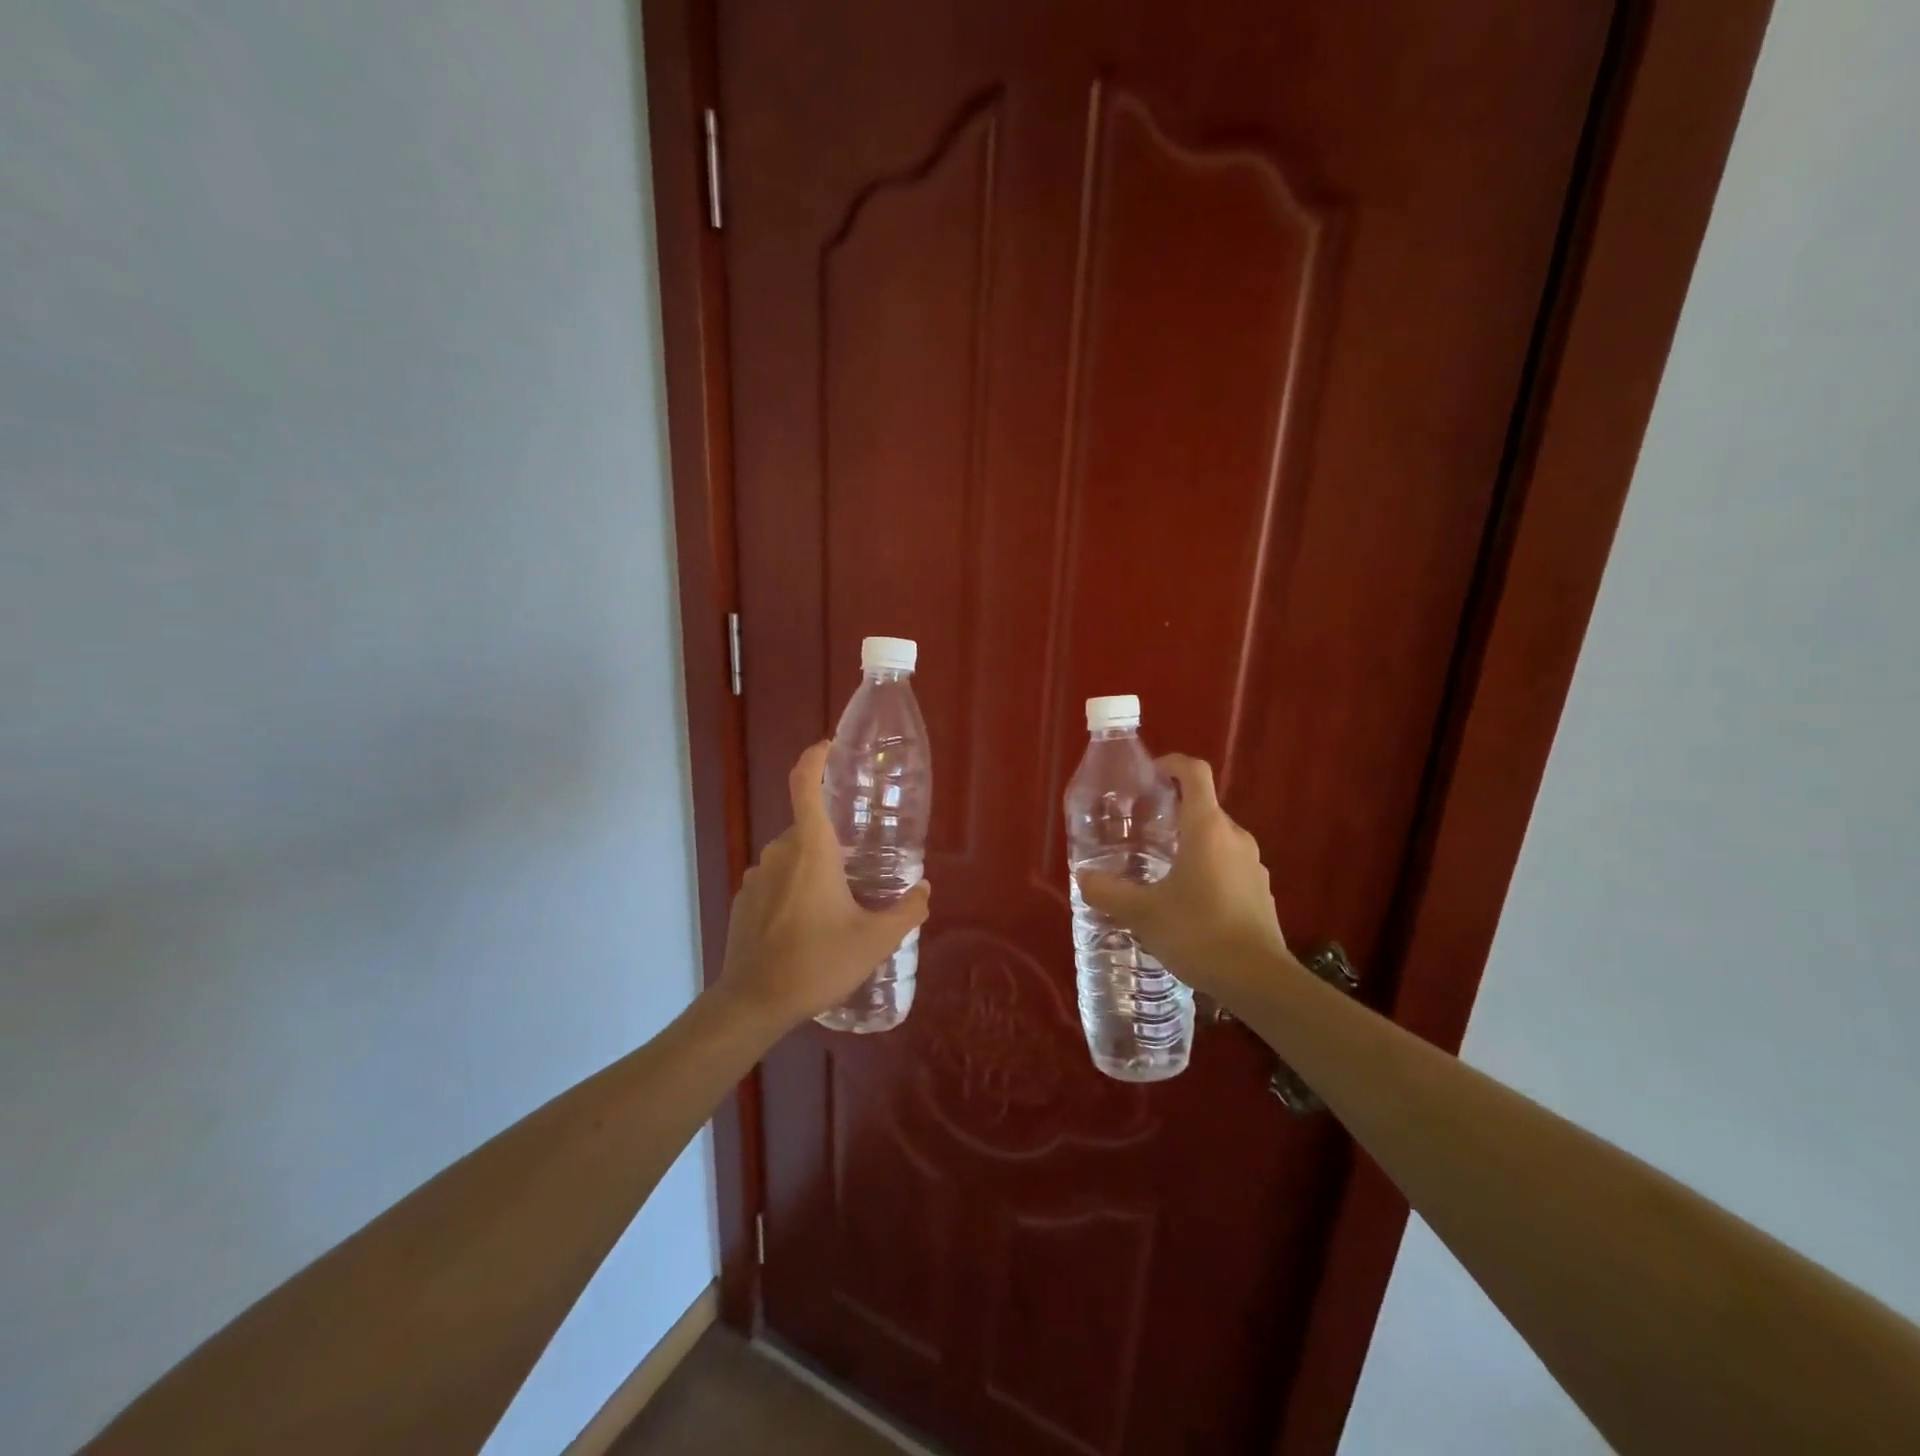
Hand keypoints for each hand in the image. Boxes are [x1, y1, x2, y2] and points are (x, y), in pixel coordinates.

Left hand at [716, 742, 932, 1027]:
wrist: (753, 1002)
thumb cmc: (817, 962)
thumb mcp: (875, 941)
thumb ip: (906, 911)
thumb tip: (924, 889)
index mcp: (812, 850)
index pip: (806, 785)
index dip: (816, 758)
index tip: (830, 747)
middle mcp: (780, 852)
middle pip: (808, 826)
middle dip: (834, 838)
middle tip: (861, 864)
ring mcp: (756, 876)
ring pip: (792, 856)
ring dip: (814, 867)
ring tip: (837, 902)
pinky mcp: (744, 899)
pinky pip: (775, 879)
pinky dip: (793, 888)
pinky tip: (808, 925)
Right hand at [1076, 754, 1287, 998]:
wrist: (1258, 980)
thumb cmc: (1198, 933)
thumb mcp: (1143, 913)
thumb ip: (1109, 892)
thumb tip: (1083, 877)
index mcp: (1207, 828)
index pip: (1194, 773)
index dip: (1171, 764)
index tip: (1149, 775)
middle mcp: (1234, 836)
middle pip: (1203, 807)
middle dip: (1172, 812)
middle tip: (1140, 831)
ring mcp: (1252, 864)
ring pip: (1216, 838)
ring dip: (1189, 843)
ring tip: (1159, 868)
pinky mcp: (1260, 890)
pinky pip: (1228, 865)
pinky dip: (1206, 869)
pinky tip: (1186, 901)